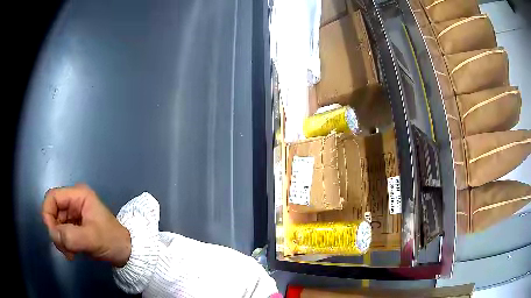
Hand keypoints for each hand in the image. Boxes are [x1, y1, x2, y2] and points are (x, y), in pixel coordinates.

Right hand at [42, 184, 130, 266]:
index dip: (47, 214)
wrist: (126, 253)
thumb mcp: (92, 239)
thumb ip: (71, 236)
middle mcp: (74, 202)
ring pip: (56, 224)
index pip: (52, 197)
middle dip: (56, 232)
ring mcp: (73, 214)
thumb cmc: (112, 241)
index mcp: (78, 195)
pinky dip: (64, 244)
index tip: (53, 234)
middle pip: (52, 212)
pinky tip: (72, 254)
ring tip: (71, 254)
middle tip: (65, 249)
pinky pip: (62, 233)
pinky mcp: (74, 227)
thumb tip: (53, 234)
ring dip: (60, 240)